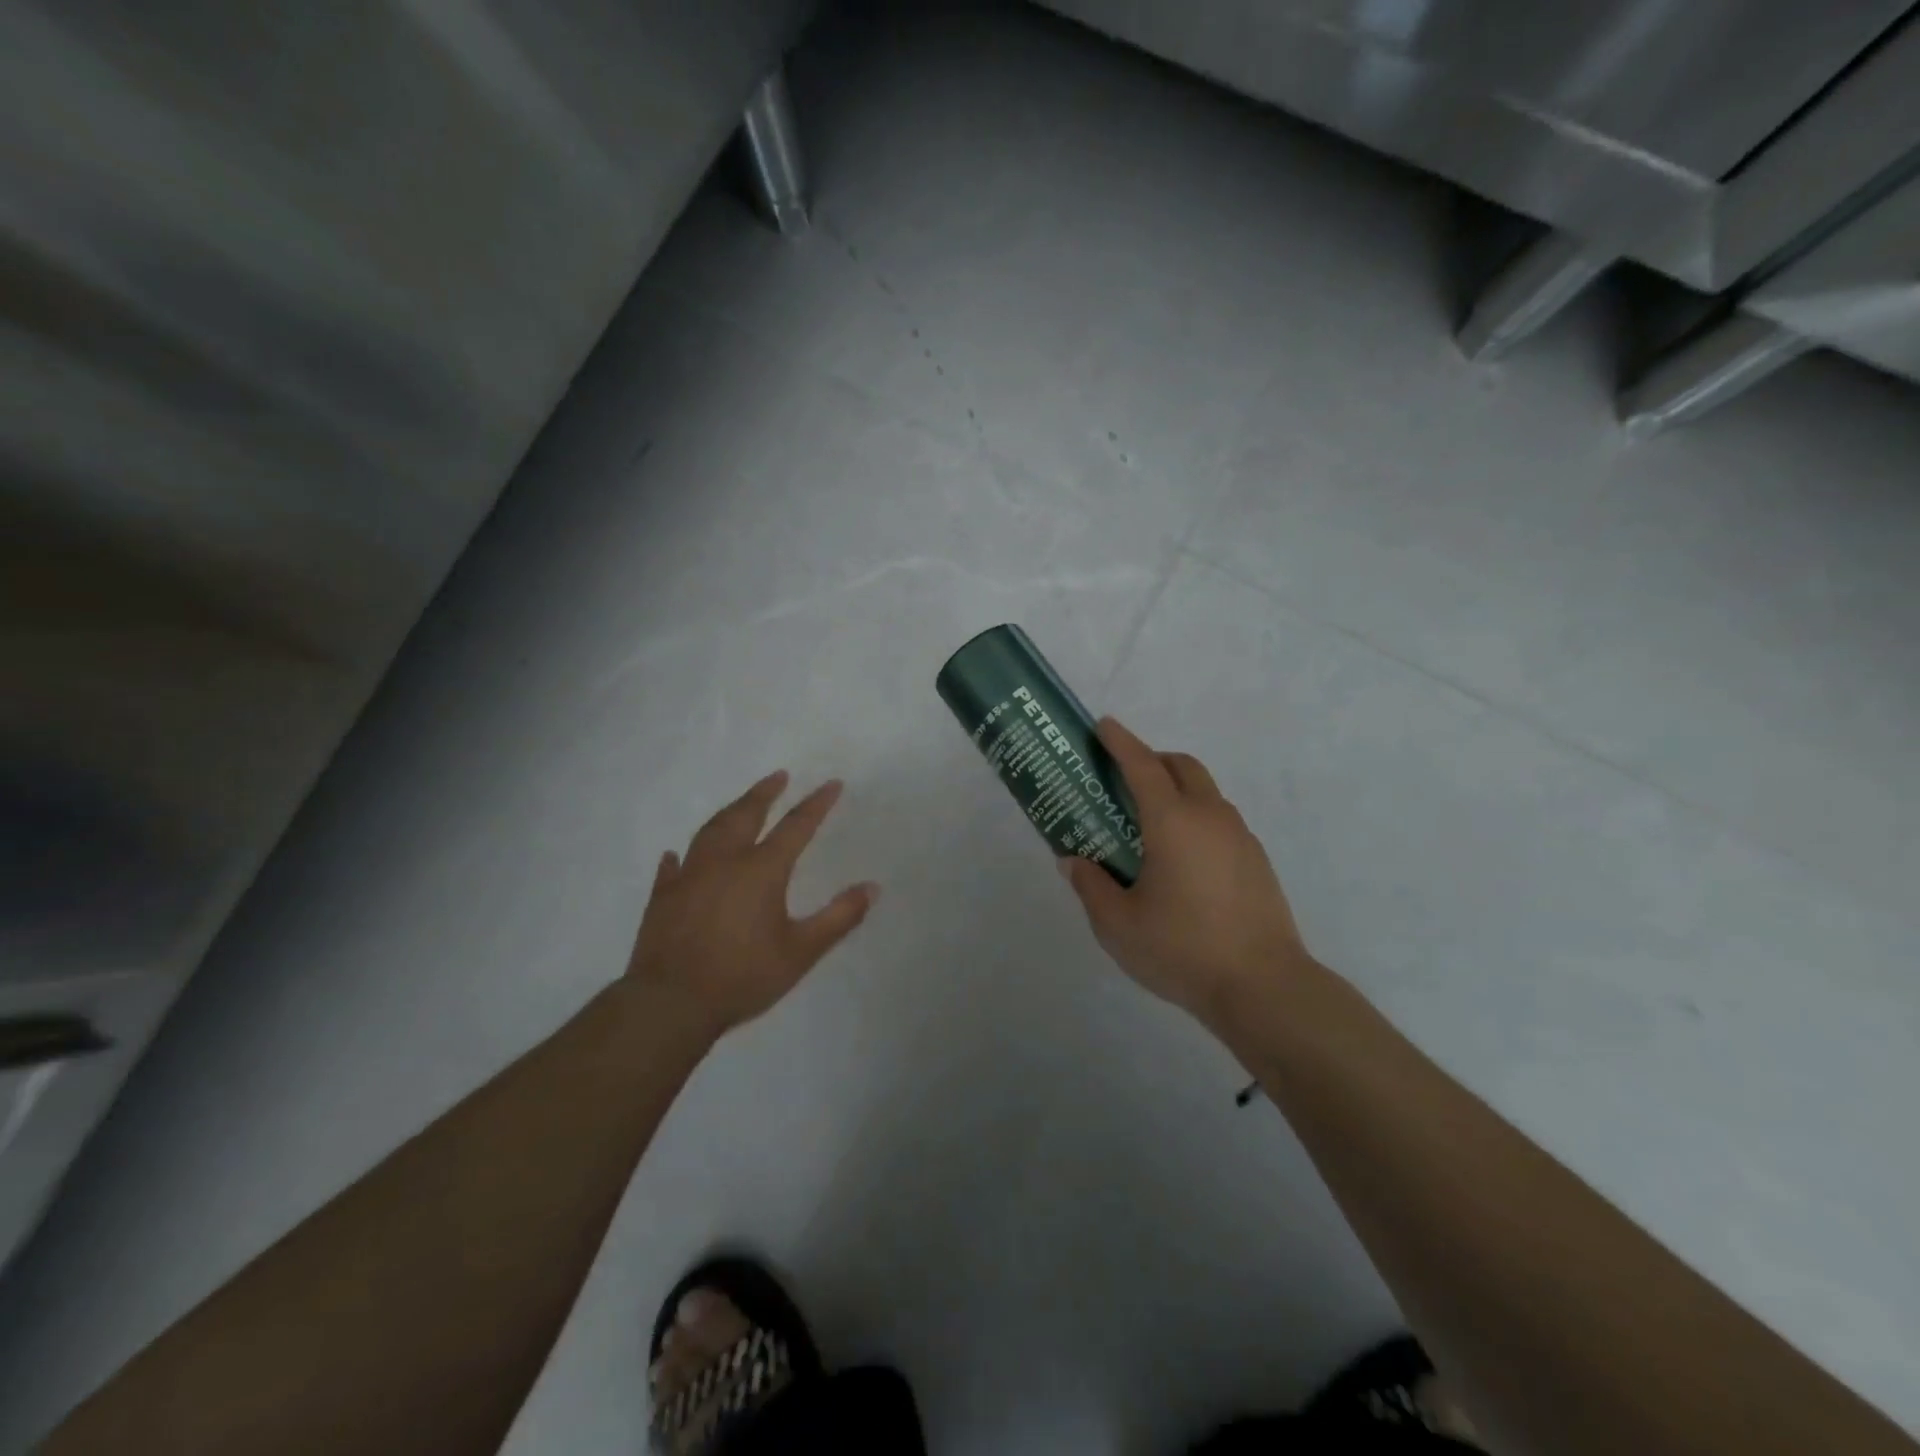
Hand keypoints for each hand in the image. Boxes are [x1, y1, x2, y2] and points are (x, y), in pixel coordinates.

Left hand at [626, 771, 878, 1038]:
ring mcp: (689, 877)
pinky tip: (676, 854)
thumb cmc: (743, 976)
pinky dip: (679, 856)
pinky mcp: (662, 897)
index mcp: (762, 870)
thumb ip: (839, 917)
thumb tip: (873, 887)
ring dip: (729, 812)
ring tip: (740, 803)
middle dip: (765, 793)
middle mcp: (724, 862)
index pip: (796, 826)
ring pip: (710, 831)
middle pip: (746, 815)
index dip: (816, 804)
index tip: (832, 784)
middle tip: (778, 776)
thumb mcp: (802, 952)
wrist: (670, 1003)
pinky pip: (672, 867)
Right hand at [1060, 718, 1313, 1027]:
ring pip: (1205, 792)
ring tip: (1149, 824)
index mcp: (1172, 822)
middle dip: (1151, 759)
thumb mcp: (1118, 925)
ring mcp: (1239, 837)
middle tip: (1123, 779)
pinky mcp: (1256, 860)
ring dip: (1176, 789)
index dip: (1120, 742)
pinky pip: (1220, 820)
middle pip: (1182, 766)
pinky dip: (1196, 816)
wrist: (1264, 987)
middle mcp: (1209, 817)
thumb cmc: (1182, 950)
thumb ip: (1091, 886)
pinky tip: (1182, 859)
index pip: (1142, 766)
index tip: (1103, 725)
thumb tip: (1073, 861)